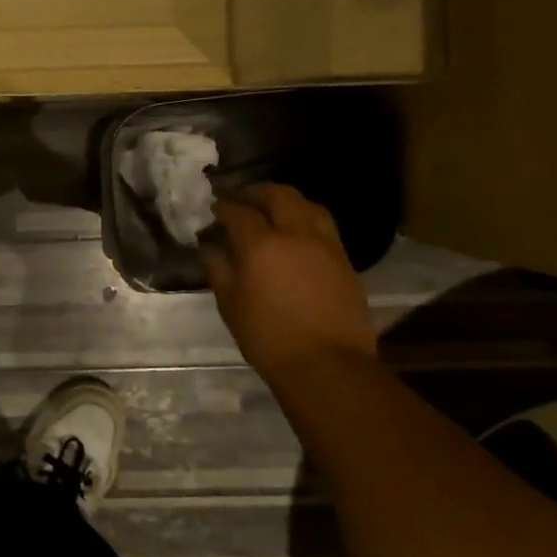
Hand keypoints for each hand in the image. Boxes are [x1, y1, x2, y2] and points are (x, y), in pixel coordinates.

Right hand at [203, 184, 376, 378]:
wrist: (327, 365)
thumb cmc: (268, 336)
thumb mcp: (230, 304)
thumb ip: (219, 269)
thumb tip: (212, 248)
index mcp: (262, 245)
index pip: (239, 212)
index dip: (223, 206)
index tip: (213, 208)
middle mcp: (296, 235)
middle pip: (279, 195)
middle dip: (257, 192)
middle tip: (242, 197)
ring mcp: (326, 246)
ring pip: (309, 206)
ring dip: (287, 201)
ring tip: (273, 209)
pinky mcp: (345, 261)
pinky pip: (324, 227)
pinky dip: (307, 220)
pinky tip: (297, 233)